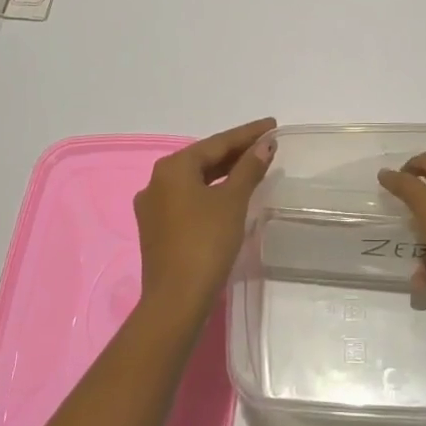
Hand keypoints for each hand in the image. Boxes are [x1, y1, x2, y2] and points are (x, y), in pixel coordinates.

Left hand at [133, 118, 275, 329]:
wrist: (176, 300)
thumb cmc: (205, 242)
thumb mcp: (233, 201)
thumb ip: (249, 169)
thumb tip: (265, 145)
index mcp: (173, 167)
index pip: (217, 142)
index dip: (247, 133)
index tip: (272, 125)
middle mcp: (157, 181)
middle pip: (204, 159)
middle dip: (235, 152)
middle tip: (266, 144)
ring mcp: (154, 207)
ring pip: (195, 180)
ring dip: (224, 172)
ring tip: (252, 166)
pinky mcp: (157, 230)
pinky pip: (188, 199)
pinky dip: (211, 192)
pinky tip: (229, 195)